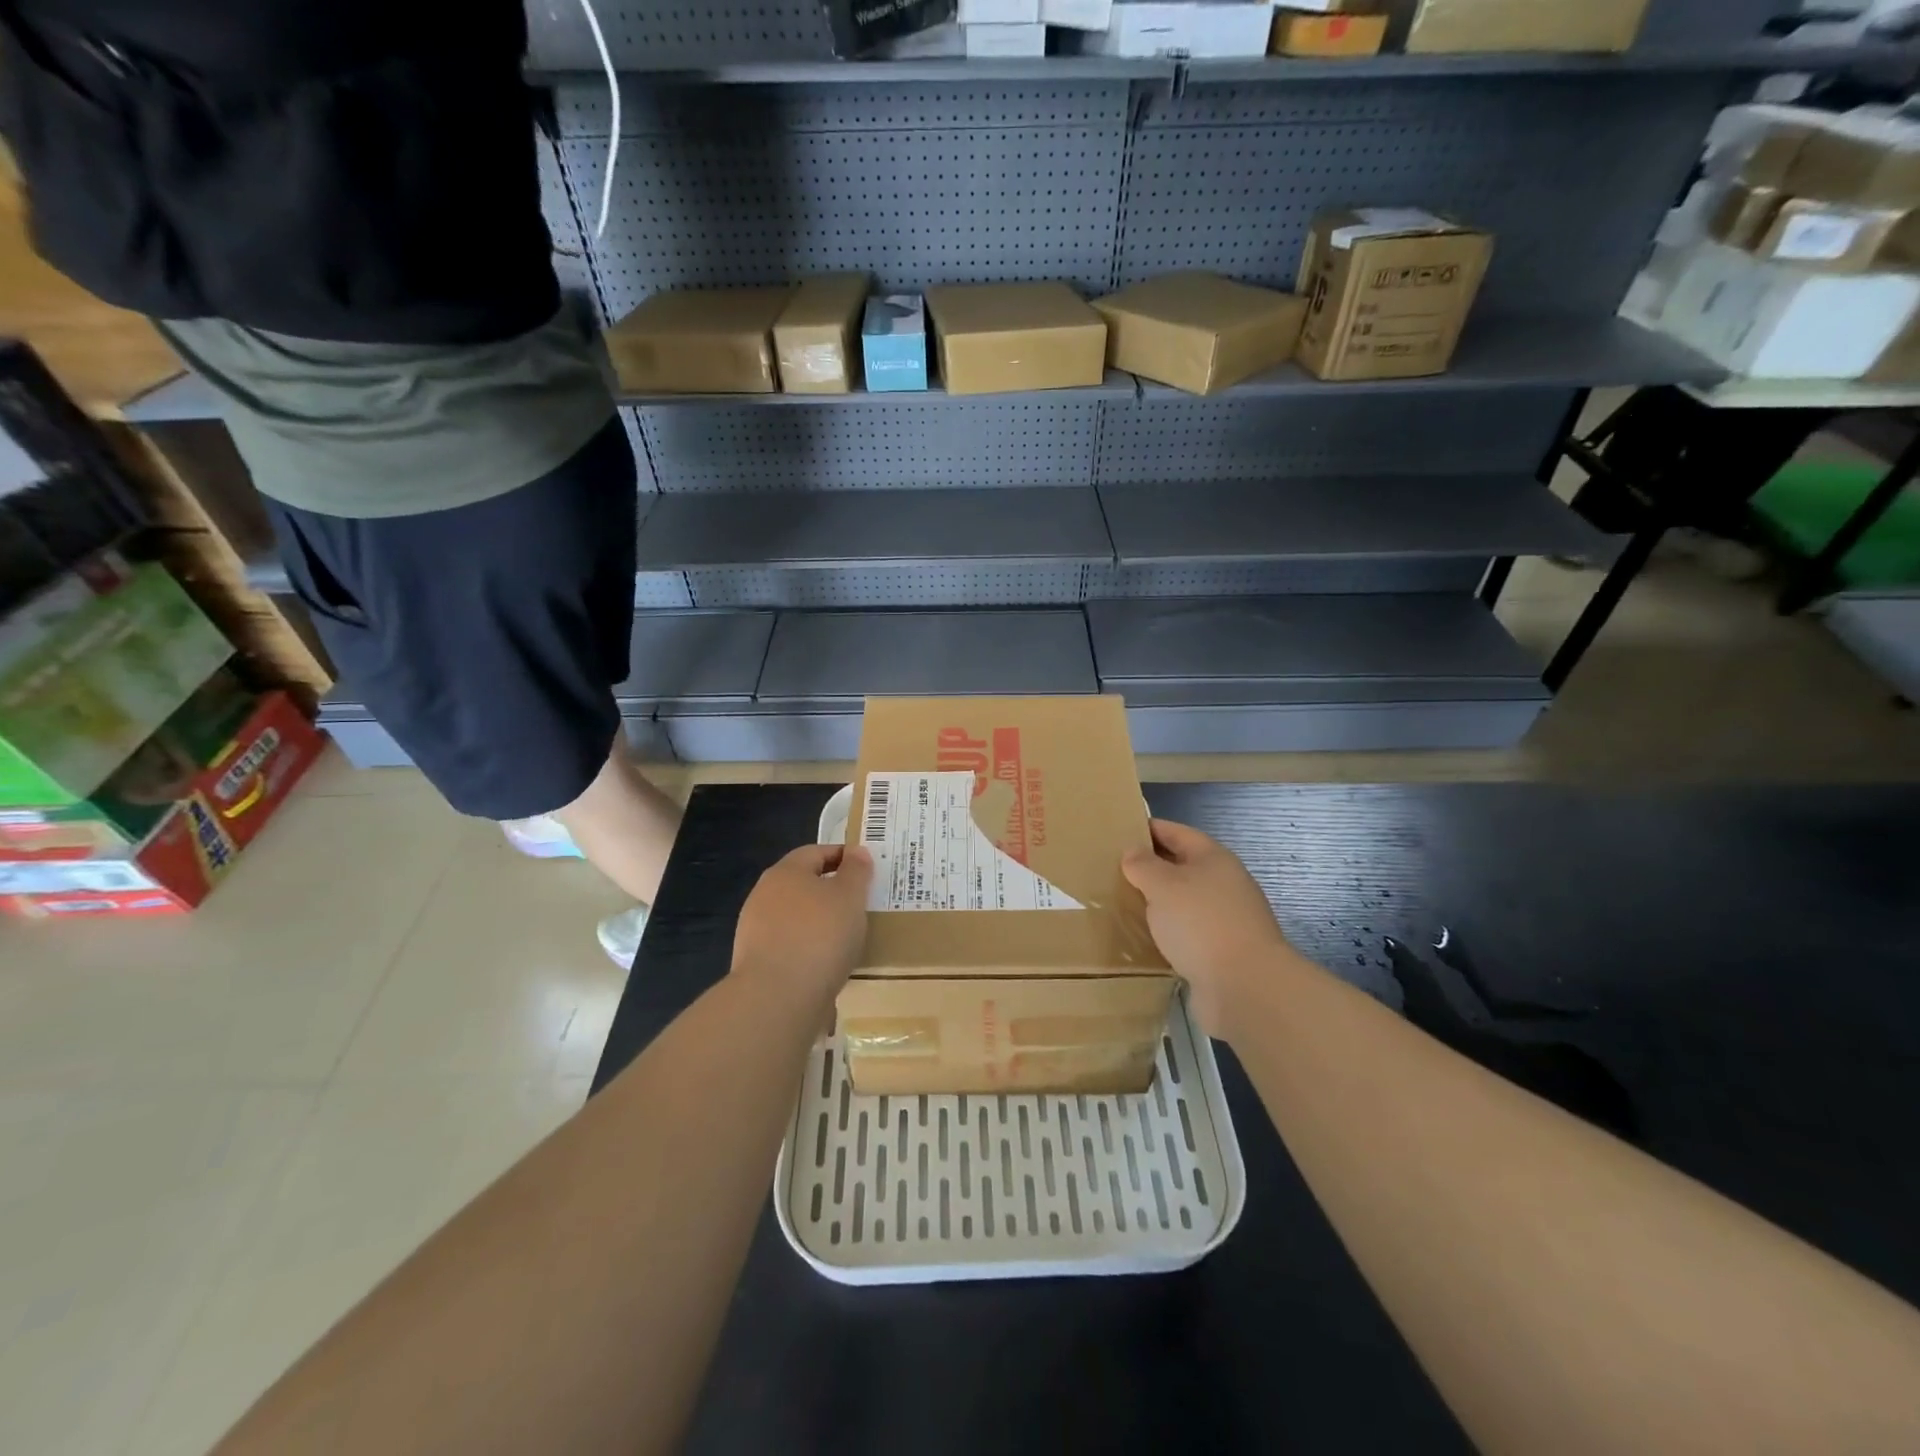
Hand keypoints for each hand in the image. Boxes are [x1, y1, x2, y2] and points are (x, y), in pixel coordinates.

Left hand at [730, 843, 872, 1005]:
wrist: (778, 998)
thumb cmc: (820, 935)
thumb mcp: (850, 896)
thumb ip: (856, 871)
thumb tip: (856, 851)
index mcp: (785, 872)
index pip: (816, 852)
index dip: (843, 856)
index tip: (867, 869)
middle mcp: (764, 896)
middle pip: (803, 885)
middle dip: (831, 892)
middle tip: (861, 904)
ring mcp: (756, 932)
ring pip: (796, 918)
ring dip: (820, 924)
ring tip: (848, 938)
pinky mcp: (756, 964)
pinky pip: (791, 948)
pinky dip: (810, 951)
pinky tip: (827, 965)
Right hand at [1122, 819, 1295, 1036]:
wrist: (1245, 987)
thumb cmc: (1201, 923)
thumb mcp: (1163, 885)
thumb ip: (1143, 865)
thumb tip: (1133, 852)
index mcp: (1213, 858)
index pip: (1176, 832)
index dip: (1149, 829)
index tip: (1119, 831)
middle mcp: (1223, 883)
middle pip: (1182, 866)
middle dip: (1151, 867)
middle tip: (1114, 870)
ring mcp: (1226, 918)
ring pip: (1184, 901)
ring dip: (1158, 901)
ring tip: (1124, 903)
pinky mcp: (1222, 950)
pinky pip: (1188, 931)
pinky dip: (1168, 930)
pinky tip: (1146, 937)